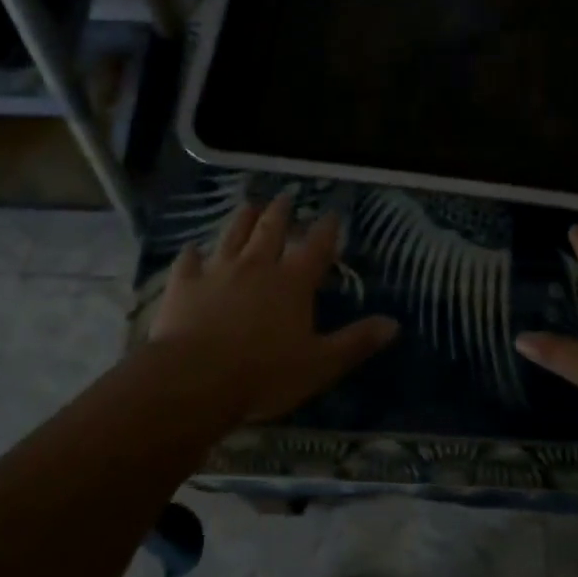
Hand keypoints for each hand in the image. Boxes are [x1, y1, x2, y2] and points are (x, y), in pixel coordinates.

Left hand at [151, 194, 399, 423]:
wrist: (195, 379)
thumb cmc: (264, 374)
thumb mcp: (321, 364)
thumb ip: (356, 342)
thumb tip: (393, 323)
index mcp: (293, 282)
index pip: (316, 247)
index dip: (326, 229)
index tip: (331, 214)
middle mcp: (257, 266)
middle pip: (271, 230)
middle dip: (281, 213)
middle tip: (285, 197)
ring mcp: (217, 271)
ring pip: (232, 236)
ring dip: (242, 219)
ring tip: (248, 205)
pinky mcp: (184, 284)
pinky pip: (188, 261)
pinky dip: (193, 254)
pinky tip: (192, 249)